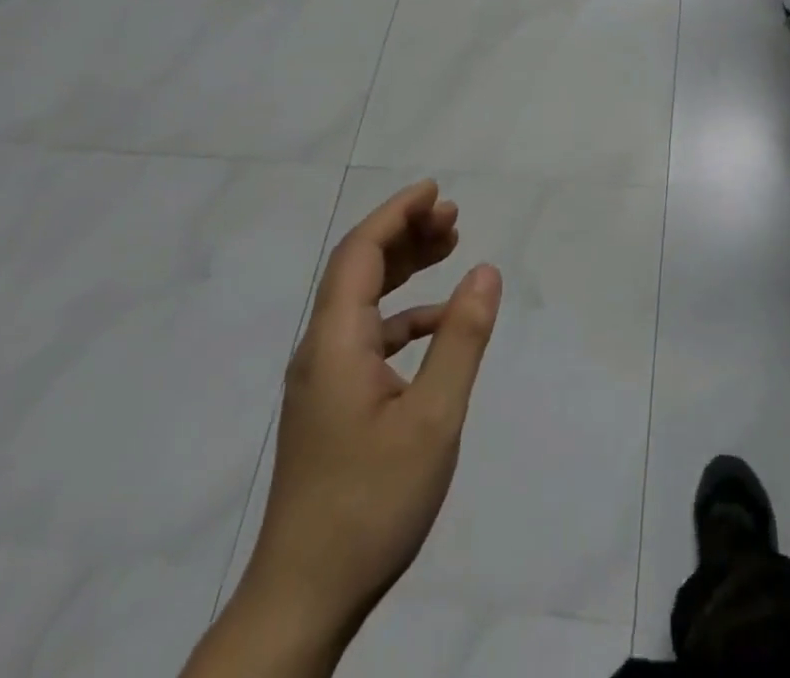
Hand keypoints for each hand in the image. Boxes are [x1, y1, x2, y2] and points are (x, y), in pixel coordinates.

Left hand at [235, 180, 501, 660]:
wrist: (304, 599)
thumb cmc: (370, 502)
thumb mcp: (433, 418)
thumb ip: (461, 340)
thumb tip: (486, 271)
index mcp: (335, 343)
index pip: (360, 253)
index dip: (396, 213)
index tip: (435, 191)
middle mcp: (320, 350)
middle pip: (358, 269)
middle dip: (404, 233)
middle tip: (453, 217)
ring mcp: (323, 379)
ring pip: (362, 302)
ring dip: (404, 269)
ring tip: (449, 248)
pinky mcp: (331, 405)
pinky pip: (368, 337)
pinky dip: (404, 316)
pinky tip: (438, 323)